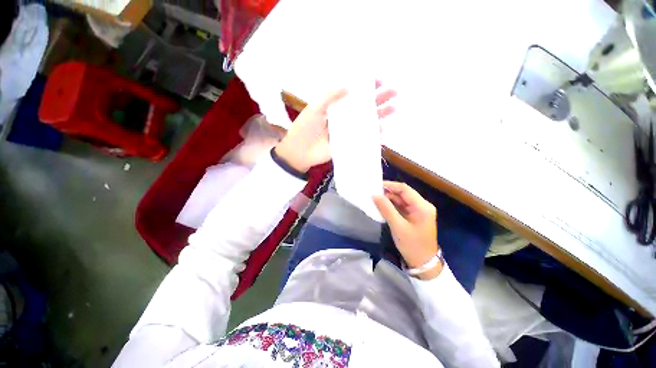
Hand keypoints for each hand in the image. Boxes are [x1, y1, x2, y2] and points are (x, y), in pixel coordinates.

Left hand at [274, 82, 396, 172]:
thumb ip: (330, 97)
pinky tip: (383, 133)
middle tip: (394, 92)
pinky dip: (373, 138)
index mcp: (336, 107)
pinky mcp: (348, 145)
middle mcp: (344, 119)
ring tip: (393, 109)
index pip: (354, 95)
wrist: (299, 151)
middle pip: (364, 108)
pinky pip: (363, 140)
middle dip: (379, 100)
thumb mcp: (315, 109)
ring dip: (380, 117)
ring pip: (366, 123)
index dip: (366, 88)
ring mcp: (347, 132)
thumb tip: (349, 85)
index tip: (379, 81)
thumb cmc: (305, 128)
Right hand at [373, 181, 442, 279]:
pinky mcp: (413, 216)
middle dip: (388, 193)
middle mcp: (422, 205)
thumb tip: (374, 195)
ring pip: (401, 200)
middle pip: (403, 194)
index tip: (375, 186)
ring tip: (374, 200)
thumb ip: (386, 209)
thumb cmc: (412, 245)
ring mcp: (418, 211)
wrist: (423, 263)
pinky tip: (381, 207)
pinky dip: (391, 207)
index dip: (390, 185)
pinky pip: (401, 207)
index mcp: (422, 206)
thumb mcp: (398, 226)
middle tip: (372, 194)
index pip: (405, 189)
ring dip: (388, 200)